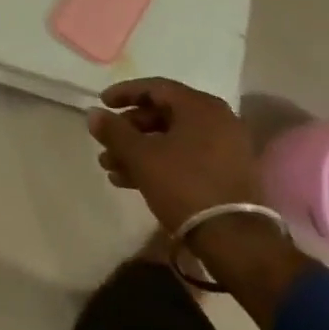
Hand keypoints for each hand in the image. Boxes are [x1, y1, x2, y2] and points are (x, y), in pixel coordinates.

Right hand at [87, 78, 262, 232]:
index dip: (124, 93)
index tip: (102, 103)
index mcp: (200, 106)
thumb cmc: (185, 186)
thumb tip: (93, 113)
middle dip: (129, 130)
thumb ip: (114, 131)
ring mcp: (226, 149)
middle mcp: (217, 120)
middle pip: (163, 115)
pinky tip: (132, 182)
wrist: (235, 242)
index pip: (155, 87)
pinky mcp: (227, 175)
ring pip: (172, 140)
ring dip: (140, 151)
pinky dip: (160, 163)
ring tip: (112, 168)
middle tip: (106, 144)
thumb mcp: (141, 157)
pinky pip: (186, 158)